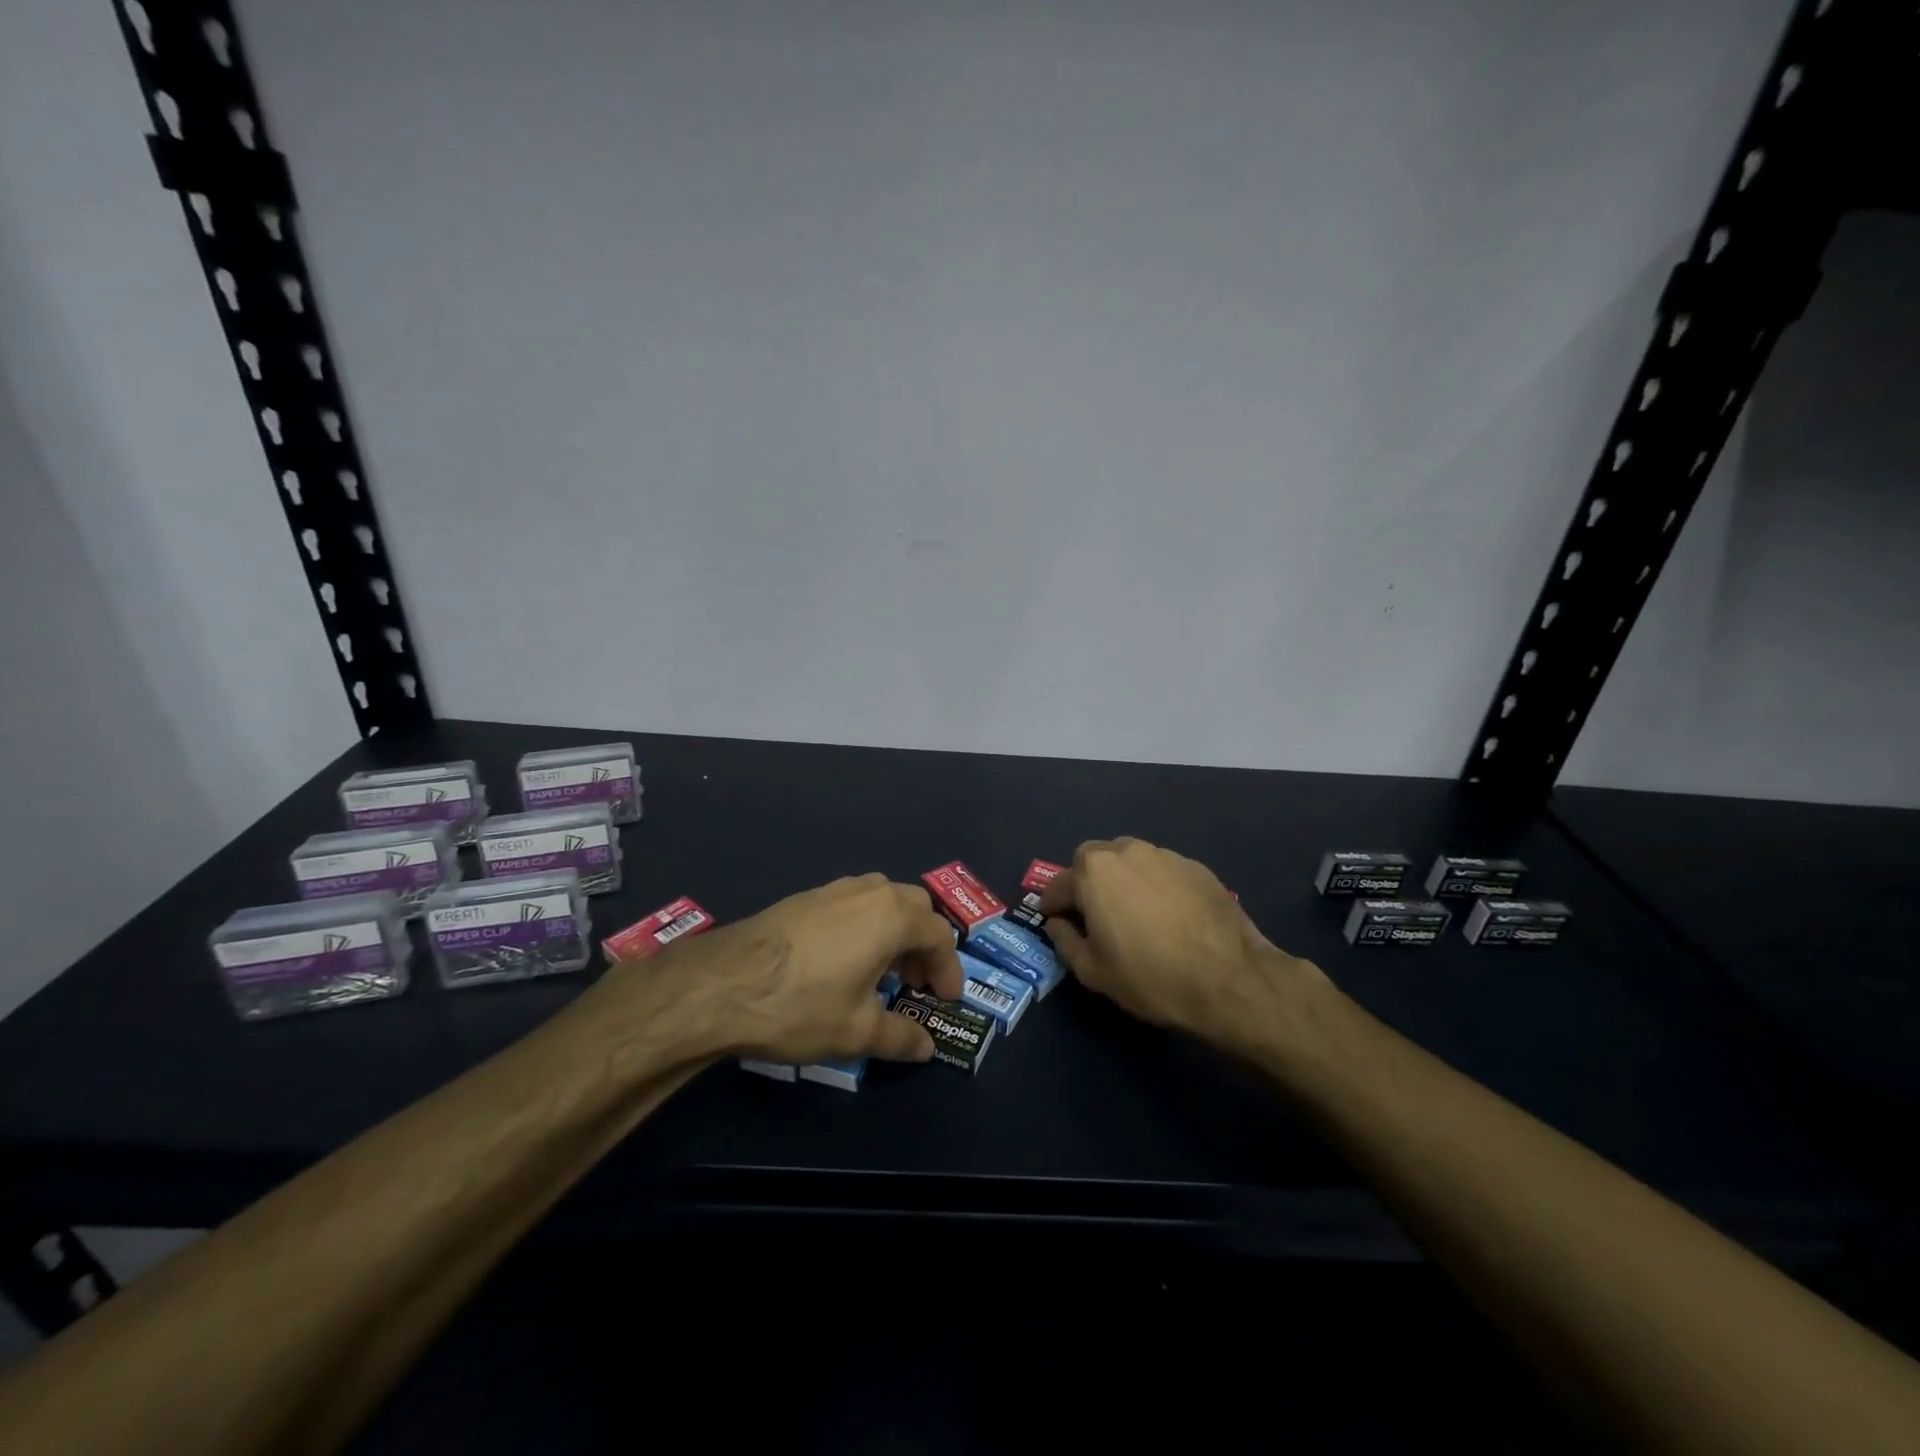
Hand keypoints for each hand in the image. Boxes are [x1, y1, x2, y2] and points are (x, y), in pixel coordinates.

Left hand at [665, 874, 964, 1064]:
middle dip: (924, 944)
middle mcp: (869, 891)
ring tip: (882, 971)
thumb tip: (927, 1047)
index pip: (940, 935)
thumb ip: (900, 1037)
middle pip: (915, 907)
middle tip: (915, 982)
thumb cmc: (802, 1005)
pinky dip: (866, 926)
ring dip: (895, 931)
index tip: (944, 999)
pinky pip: (853, 904)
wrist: (722, 984)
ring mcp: (834, 889)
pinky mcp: (805, 897)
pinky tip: (844, 962)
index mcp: (893, 916)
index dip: (949, 969)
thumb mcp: (857, 1032)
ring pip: (882, 900)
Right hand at [1040, 837, 1319, 1046]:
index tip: (1055, 922)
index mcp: (1093, 873)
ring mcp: (1164, 855)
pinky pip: (1161, 869)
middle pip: (1092, 859)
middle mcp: (1125, 852)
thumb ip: (1065, 941)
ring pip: (1128, 859)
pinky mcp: (1195, 866)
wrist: (1230, 980)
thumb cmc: (1151, 977)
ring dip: (1121, 878)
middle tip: (1094, 914)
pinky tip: (1167, 914)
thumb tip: (1058, 923)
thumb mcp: (1094, 972)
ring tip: (1133, 912)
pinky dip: (1154, 884)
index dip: (1052, 906)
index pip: (1058, 884)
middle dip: (1085, 881)